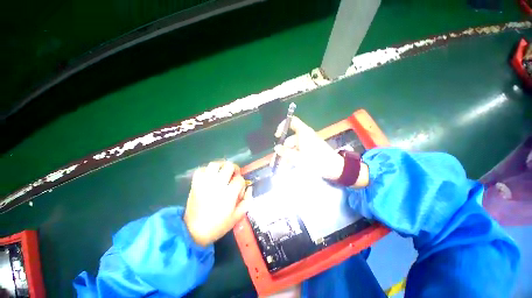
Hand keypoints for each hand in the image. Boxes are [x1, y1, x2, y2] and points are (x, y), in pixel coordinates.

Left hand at [184, 161, 251, 245]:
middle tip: (233, 176)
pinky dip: (207, 170)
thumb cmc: (218, 225)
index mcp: (229, 194)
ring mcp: (205, 183)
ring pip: (215, 164)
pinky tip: (210, 176)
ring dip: (221, 166)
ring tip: (222, 173)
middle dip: (234, 170)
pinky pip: (201, 169)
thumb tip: (249, 188)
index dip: (242, 184)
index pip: (240, 179)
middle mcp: (217, 184)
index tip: (239, 192)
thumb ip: (247, 200)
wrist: (193, 232)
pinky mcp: (196, 184)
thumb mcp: (237, 216)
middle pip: (229, 166)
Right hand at [274, 117, 368, 186]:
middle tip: (277, 161)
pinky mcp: (310, 150)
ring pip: (293, 147)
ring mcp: (307, 143)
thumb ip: (286, 153)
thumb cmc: (316, 161)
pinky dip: (293, 157)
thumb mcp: (298, 158)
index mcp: (303, 133)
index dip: (283, 126)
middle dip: (283, 150)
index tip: (277, 136)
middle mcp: (305, 136)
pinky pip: (298, 151)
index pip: (292, 122)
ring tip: (283, 166)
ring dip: (287, 156)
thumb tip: (276, 148)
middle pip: (290, 139)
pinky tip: (290, 166)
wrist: (335, 169)